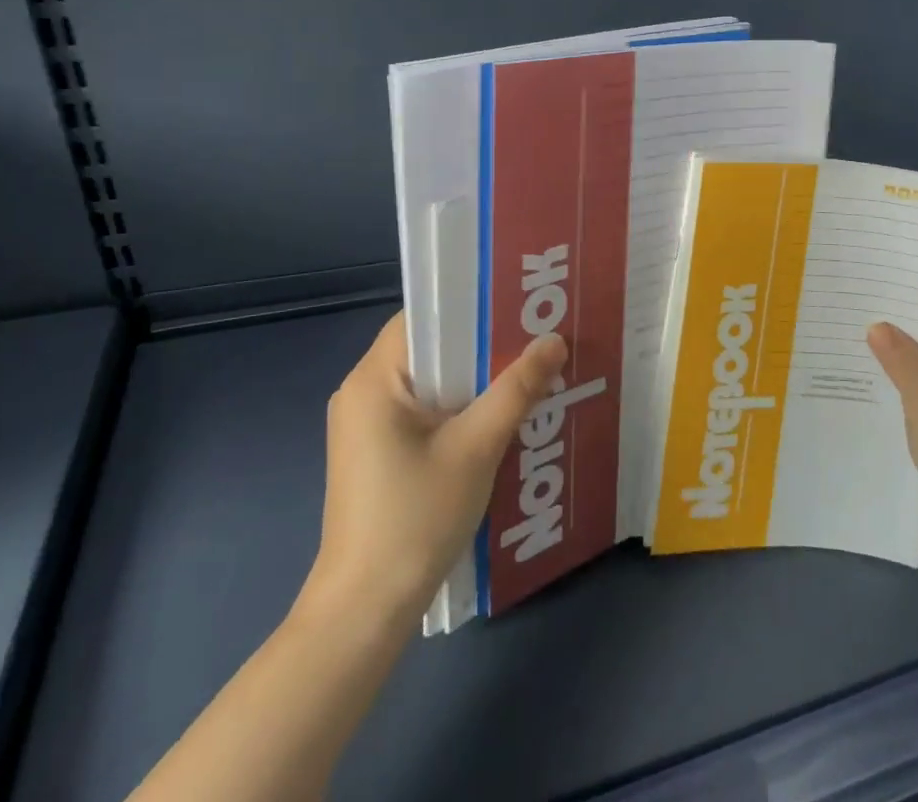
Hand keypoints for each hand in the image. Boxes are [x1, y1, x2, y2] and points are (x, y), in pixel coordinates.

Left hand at [301, 313, 567, 624]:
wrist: (365, 611)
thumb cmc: (415, 519)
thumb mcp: (476, 448)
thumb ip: (516, 389)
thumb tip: (555, 340)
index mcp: (373, 379)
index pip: (424, 317)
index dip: (471, 306)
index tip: (518, 306)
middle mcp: (362, 391)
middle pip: (429, 347)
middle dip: (481, 344)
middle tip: (533, 336)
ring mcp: (366, 425)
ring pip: (429, 380)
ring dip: (473, 378)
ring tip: (525, 370)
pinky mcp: (375, 452)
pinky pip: (422, 409)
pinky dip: (457, 405)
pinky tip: (496, 416)